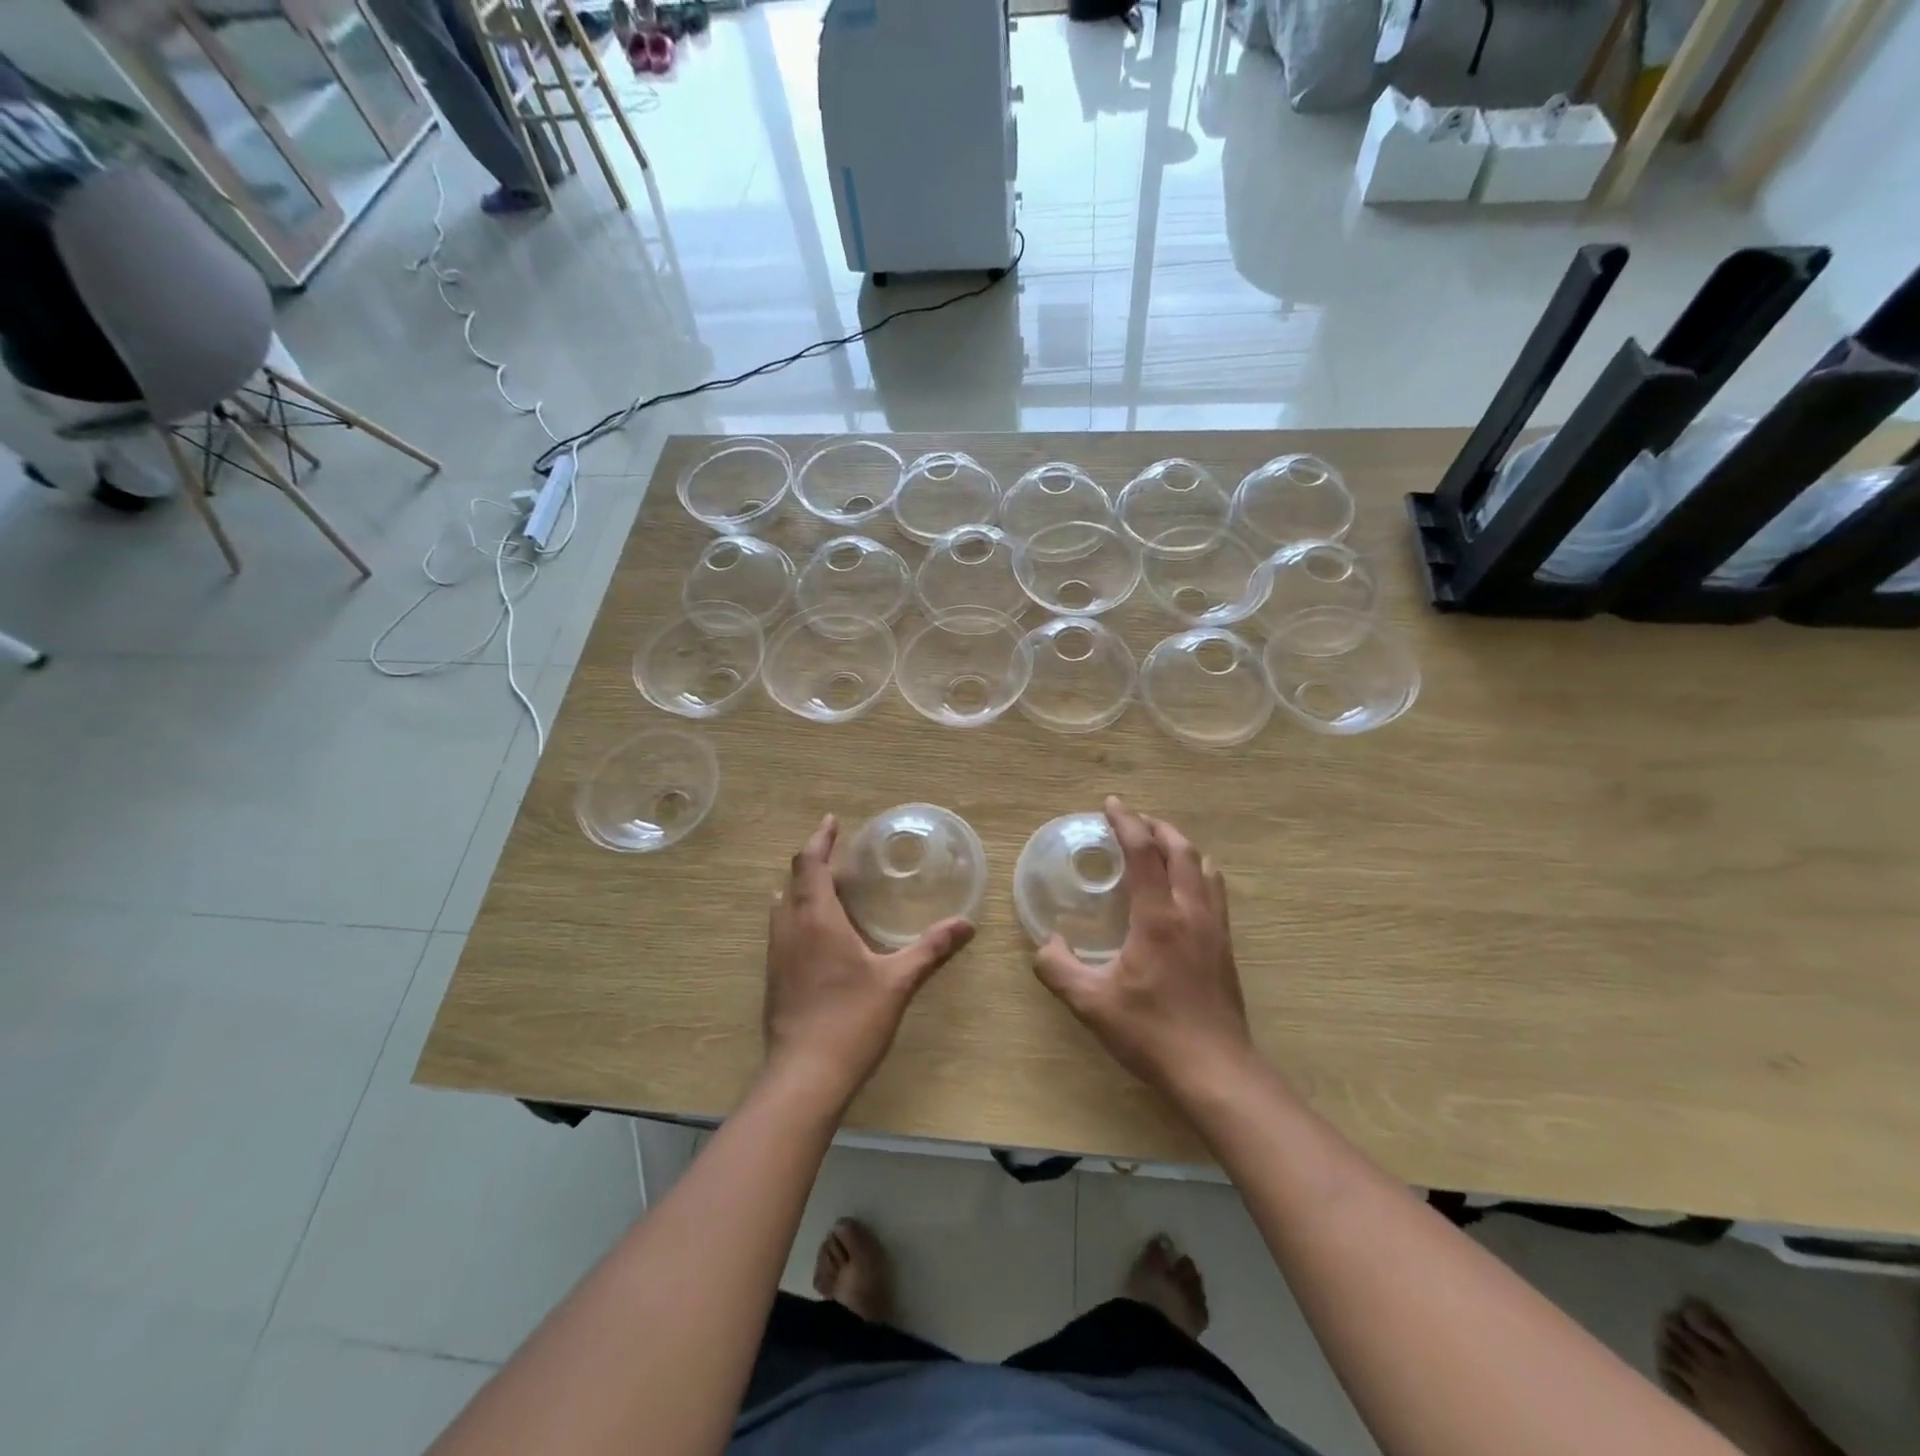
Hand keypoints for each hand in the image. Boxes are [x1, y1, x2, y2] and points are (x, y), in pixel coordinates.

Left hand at [763, 815, 974, 1110]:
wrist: (804, 1075)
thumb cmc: (852, 1020)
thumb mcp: (898, 981)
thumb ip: (931, 949)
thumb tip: (966, 925)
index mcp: (816, 919)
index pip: (810, 864)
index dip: (820, 839)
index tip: (832, 821)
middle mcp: (789, 929)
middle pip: (793, 880)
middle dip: (813, 861)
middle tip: (838, 853)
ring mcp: (776, 954)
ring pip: (782, 905)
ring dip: (801, 888)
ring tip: (827, 886)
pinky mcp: (773, 977)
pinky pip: (781, 929)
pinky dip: (796, 913)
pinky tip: (818, 932)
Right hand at [1033, 797, 1255, 1101]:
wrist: (1216, 1071)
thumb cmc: (1151, 1032)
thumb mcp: (1090, 1003)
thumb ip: (1058, 968)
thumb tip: (1045, 943)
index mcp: (1158, 917)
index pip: (1144, 852)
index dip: (1126, 822)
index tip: (1110, 804)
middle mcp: (1191, 912)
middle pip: (1181, 849)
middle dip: (1157, 827)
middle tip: (1133, 821)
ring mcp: (1214, 928)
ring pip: (1205, 868)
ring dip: (1181, 847)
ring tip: (1159, 847)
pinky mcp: (1225, 947)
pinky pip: (1214, 891)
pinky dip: (1197, 872)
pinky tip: (1183, 890)